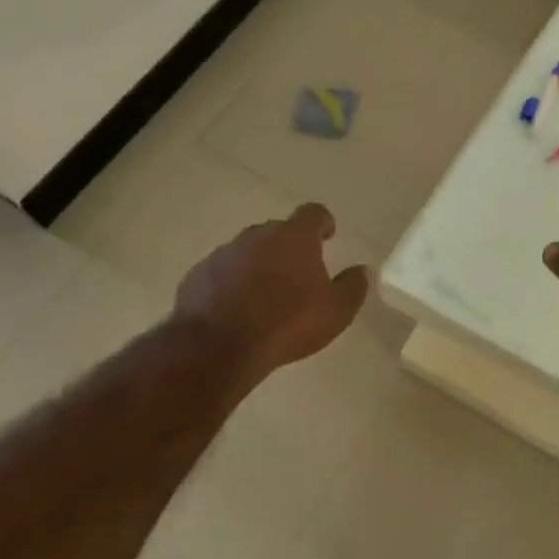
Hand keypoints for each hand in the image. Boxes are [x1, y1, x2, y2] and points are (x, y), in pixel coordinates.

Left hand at [173, 203, 369, 381]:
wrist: (217, 345)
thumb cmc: (287, 323)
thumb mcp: (336, 311)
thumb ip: (353, 287)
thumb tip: (361, 271)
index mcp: (294, 237)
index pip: (313, 213)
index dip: (323, 222)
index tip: (328, 235)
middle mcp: (257, 235)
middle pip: (278, 231)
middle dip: (289, 247)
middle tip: (298, 272)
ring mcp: (223, 253)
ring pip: (248, 252)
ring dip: (259, 266)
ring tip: (267, 296)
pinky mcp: (197, 275)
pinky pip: (222, 273)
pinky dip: (232, 284)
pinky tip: (237, 310)